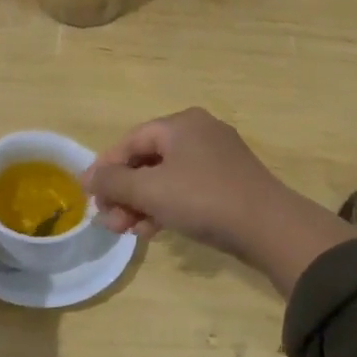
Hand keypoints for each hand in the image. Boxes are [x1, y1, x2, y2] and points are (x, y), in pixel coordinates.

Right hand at [84, 108, 356, 294]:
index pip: (130, 141)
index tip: (89, 196)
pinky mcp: (228, 183)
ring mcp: (217, 158)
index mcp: (181, 124)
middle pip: (147, 160)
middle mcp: (199, 133)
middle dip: (123, 192)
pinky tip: (153, 231)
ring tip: (127, 232)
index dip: (105, 168)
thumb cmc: (203, 199)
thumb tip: (87, 178)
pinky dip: (166, 207)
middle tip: (109, 222)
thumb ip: (113, 183)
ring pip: (166, 178)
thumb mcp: (150, 190)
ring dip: (141, 204)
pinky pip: (186, 190)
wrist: (269, 227)